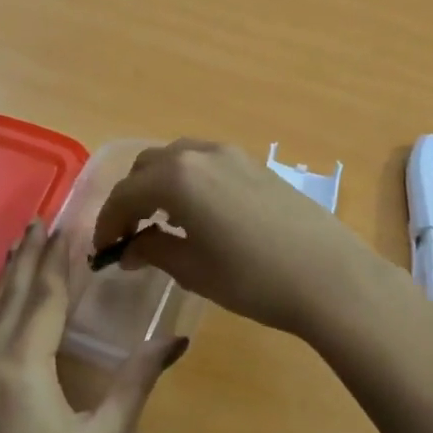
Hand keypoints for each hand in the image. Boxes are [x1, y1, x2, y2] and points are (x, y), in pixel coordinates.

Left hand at [0, 219, 183, 432]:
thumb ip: (136, 382)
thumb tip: (177, 338)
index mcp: (22, 370)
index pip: (46, 297)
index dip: (60, 259)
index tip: (68, 222)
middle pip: (10, 303)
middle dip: (26, 260)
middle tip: (37, 221)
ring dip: (1, 286)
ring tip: (9, 253)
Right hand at [91, 139, 384, 337]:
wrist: (328, 276)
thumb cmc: (253, 278)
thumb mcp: (194, 270)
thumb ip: (154, 251)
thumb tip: (129, 249)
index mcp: (177, 178)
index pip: (125, 194)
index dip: (107, 223)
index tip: (103, 251)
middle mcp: (201, 154)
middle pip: (148, 167)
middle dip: (131, 198)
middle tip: (129, 234)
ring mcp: (233, 155)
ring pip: (179, 159)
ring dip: (160, 185)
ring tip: (161, 222)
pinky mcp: (256, 165)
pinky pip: (206, 164)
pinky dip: (188, 182)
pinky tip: (198, 214)